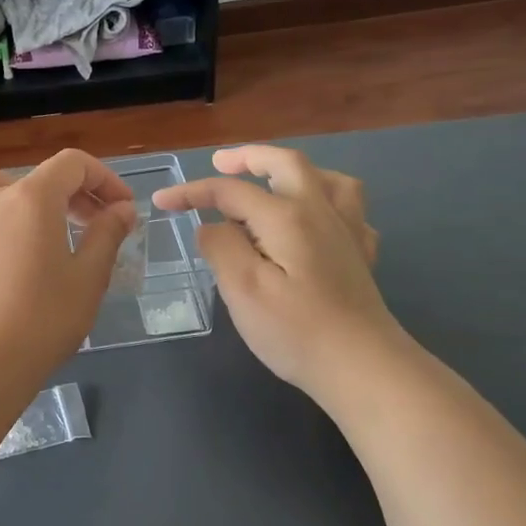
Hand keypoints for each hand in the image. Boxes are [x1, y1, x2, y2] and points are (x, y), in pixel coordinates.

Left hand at [0, 150, 136, 387]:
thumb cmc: (42, 321)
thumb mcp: (88, 278)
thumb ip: (106, 234)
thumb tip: (121, 209)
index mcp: (32, 198)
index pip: (73, 165)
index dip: (104, 179)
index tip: (122, 210)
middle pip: (36, 176)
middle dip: (72, 194)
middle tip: (94, 226)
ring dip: (16, 193)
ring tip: (33, 223)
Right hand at [153, 145, 396, 396]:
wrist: (363, 367)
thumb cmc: (295, 330)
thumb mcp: (242, 289)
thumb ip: (221, 247)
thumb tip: (213, 226)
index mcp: (285, 216)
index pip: (231, 190)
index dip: (193, 192)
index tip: (162, 201)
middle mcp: (320, 211)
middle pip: (286, 164)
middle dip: (249, 157)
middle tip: (220, 163)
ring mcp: (347, 232)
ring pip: (328, 178)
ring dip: (296, 171)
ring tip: (274, 181)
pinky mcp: (361, 256)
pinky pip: (350, 211)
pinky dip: (329, 203)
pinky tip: (317, 222)